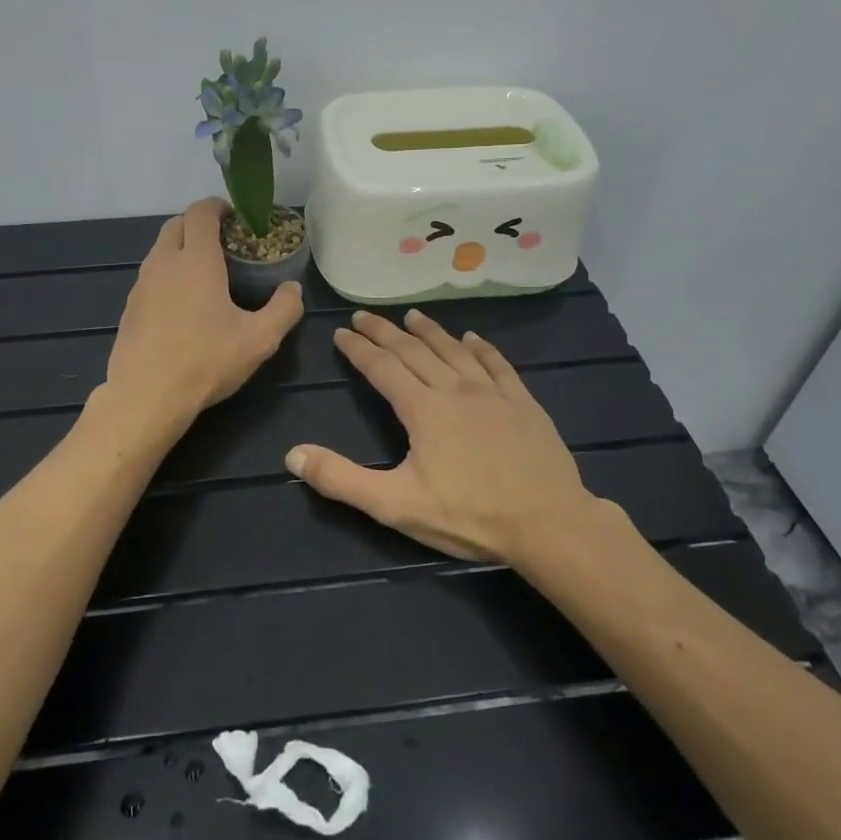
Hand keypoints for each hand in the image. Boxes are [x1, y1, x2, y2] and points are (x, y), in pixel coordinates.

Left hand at [101, 198, 305, 431]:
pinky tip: (183, 305)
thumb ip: (283, 310)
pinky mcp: (129, 307)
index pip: (201, 212)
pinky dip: (167, 275)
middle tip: (224, 243)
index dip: (218, 207)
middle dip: (199, 224)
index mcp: (196, 260)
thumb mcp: (259, 340)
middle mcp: (164, 262)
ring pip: (160, 250)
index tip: (235, 216)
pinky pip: (150, 276)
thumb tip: (293, 289)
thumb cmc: (206, 362)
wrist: (146, 397)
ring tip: (205, 274)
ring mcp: (141, 285)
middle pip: (176, 224)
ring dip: (181, 249)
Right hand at [285, 309, 621, 563]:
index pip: (382, 368)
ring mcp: (493, 393)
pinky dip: (482, 348)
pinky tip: (473, 339)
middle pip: (414, 351)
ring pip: (454, 351)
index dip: (359, 349)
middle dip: (386, 332)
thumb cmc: (468, 516)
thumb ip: (341, 479)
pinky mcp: (523, 403)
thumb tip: (292, 455)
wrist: (548, 524)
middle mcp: (455, 389)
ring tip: (412, 316)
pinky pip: (497, 365)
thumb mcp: (395, 505)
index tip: (342, 332)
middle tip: (366, 315)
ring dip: (430, 332)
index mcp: (423, 409)